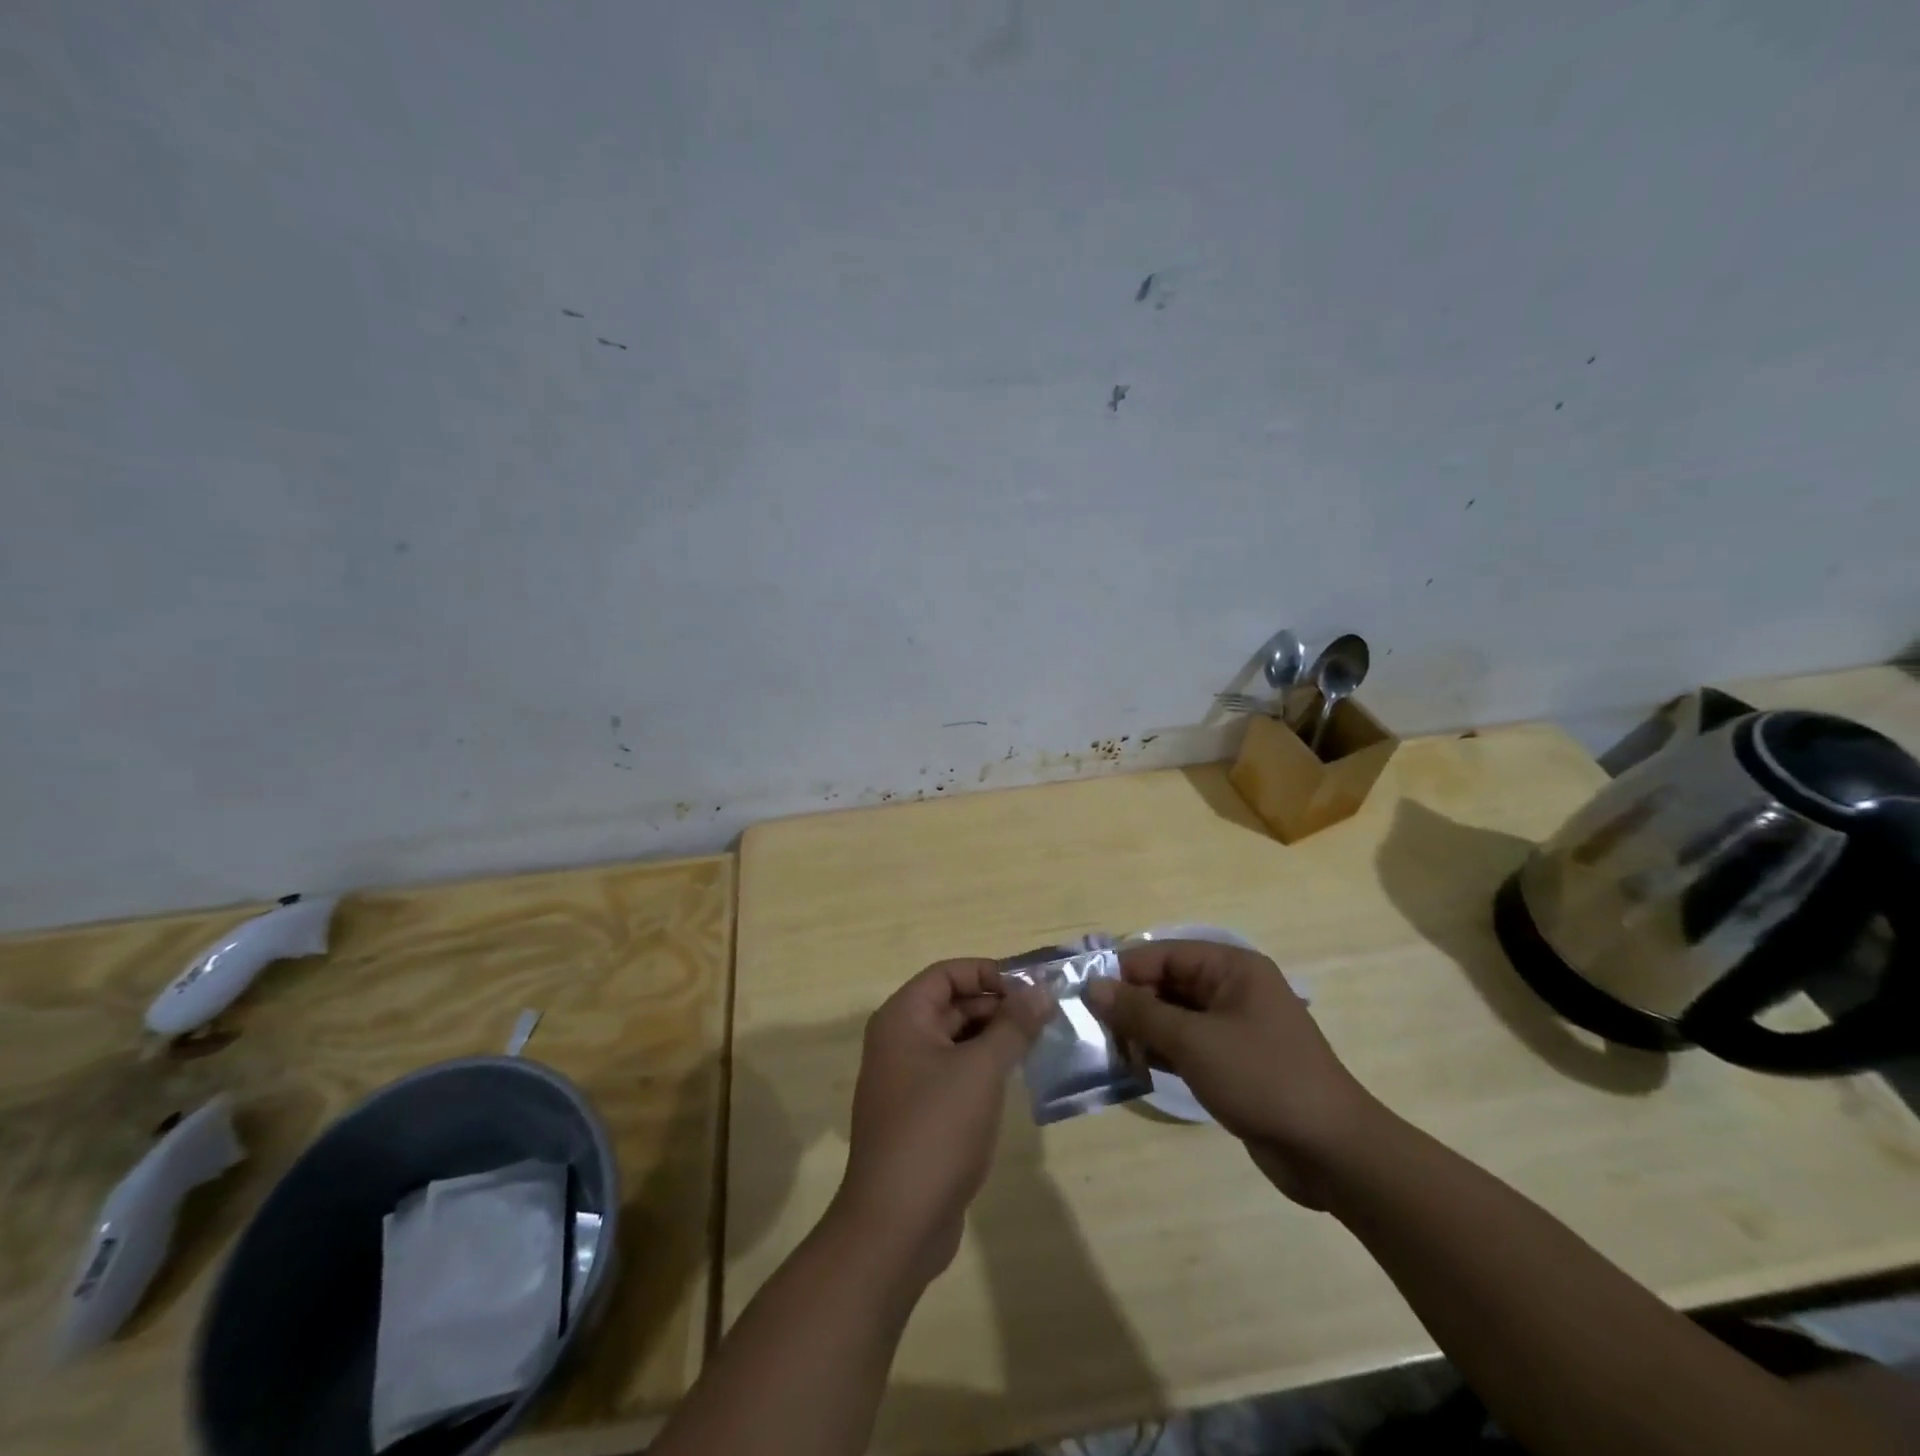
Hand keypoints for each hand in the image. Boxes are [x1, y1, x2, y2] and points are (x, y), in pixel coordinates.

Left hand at [833, 959, 1051, 1280]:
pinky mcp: (919, 1113)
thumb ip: (1012, 1026)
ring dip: (993, 1038)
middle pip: (951, 1004)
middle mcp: (898, 1041)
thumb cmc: (937, 1130)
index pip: (947, 974)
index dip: (988, 973)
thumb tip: (1040, 990)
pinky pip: (953, 1073)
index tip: (1030, 990)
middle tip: (1044, 1018)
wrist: (896, 1224)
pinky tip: (1014, 1080)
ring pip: (955, 1040)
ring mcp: (906, 1079)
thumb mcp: (981, 1070)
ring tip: (1038, 1044)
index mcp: (902, 1019)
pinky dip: (982, 1068)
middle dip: (997, 1006)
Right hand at [1086, 940, 1382, 1207]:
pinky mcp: (1234, 1061)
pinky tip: (1132, 1066)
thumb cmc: (1262, 1079)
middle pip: (1168, 982)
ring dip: (1142, 1029)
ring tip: (1104, 1048)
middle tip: (1090, 1026)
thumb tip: (1093, 987)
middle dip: (1131, 1002)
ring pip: (1175, 1015)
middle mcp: (1233, 989)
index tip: (1085, 994)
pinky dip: (1161, 1051)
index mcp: (1231, 968)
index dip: (1124, 971)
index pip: (1163, 954)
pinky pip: (1187, 1044)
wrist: (1331, 1151)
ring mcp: (1235, 1027)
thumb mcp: (1194, 1041)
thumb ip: (1140, 1012)